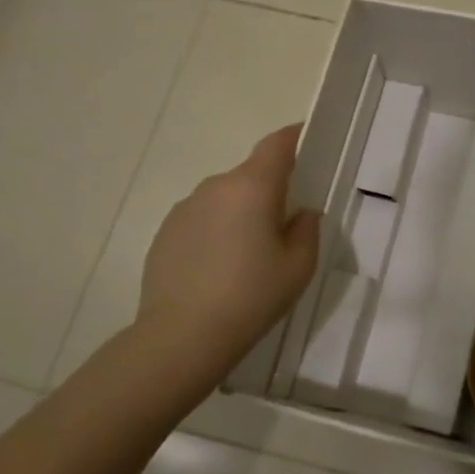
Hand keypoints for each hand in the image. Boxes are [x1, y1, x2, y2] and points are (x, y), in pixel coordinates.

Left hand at [134, 124, 320, 383]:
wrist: (182, 336)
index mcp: (253, 187)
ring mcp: (185, 208)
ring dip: (241, 213)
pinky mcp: (165, 232)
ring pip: (225, 198)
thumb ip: (306, 230)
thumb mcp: (298, 267)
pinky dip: (216, 232)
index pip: (277, 144)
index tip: (309, 140)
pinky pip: (202, 220)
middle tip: (285, 226)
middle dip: (271, 190)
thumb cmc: (251, 296)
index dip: (295, 137)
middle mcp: (216, 187)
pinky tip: (219, 270)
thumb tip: (300, 213)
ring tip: (249, 256)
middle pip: (251, 174)